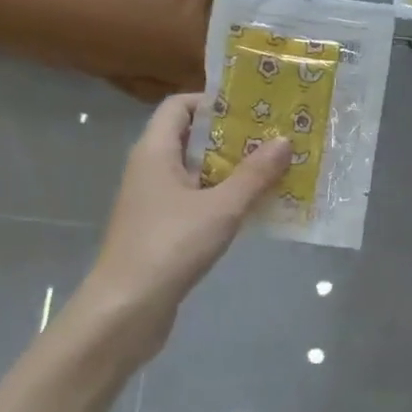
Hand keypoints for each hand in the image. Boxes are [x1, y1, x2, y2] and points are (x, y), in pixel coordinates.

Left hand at [77, 94, 291, 347]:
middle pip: (193, 138)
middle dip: (234, 137)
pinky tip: (256, 207)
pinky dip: (225, 198)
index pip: (180, 105)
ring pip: (198, 172)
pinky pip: (198, 200)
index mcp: (155, 151)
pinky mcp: (162, 229)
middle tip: (276, 137)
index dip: (214, 101)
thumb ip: (255, 174)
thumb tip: (285, 140)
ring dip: (234, 170)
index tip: (254, 108)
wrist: (126, 310)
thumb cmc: (170, 246)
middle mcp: (151, 169)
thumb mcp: (221, 207)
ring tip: (276, 169)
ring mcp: (155, 201)